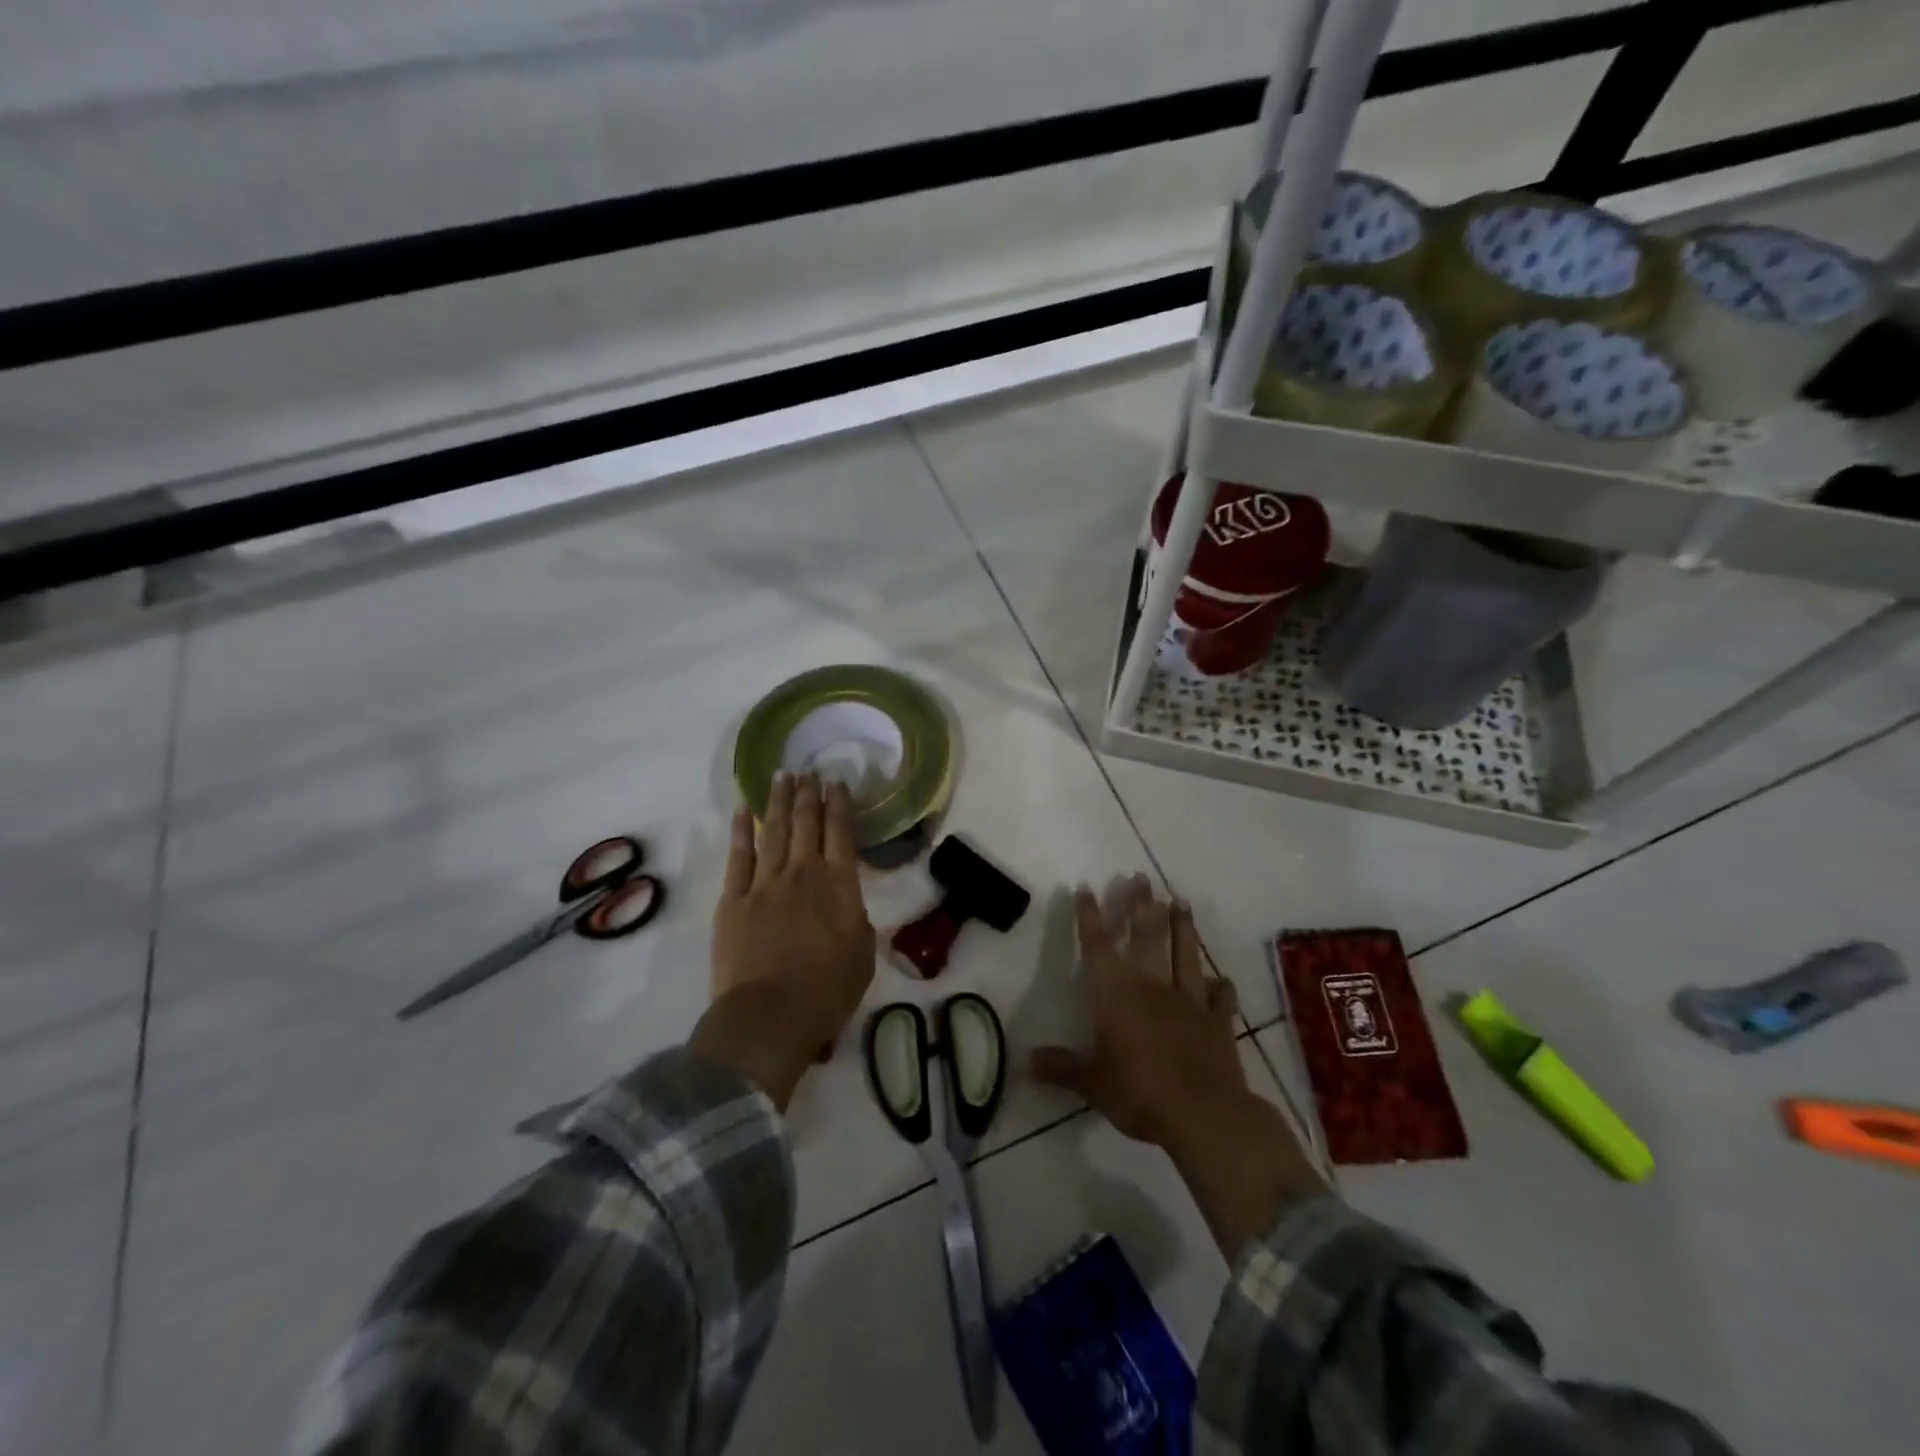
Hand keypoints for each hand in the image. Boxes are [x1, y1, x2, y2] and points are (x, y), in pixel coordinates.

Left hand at [690, 773, 875, 1107]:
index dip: (839, 804)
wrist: (769, 1016)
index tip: (836, 781)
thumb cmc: (826, 991)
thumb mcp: (862, 956)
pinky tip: (743, 810)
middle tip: (808, 770)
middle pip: (807, 823)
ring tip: (782, 776)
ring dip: (779, 801)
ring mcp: (765, 883)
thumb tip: (848, 906)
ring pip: (774, 831)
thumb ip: (857, 922)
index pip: (841, 833)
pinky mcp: (733, 899)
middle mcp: (803, 873)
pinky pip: (738, 856)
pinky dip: (741, 830)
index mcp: (839, 886)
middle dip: (808, 794)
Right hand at [1030, 876, 1246, 1150]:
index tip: (1086, 887)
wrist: (1203, 1113)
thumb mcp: (1092, 1083)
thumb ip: (1061, 1068)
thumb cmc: (1138, 1092)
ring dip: (1182, 926)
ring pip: (1184, 953)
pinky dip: (1219, 985)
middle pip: (1145, 935)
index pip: (1098, 945)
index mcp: (1116, 993)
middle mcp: (1151, 985)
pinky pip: (1219, 996)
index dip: (1090, 915)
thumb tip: (1024, 1061)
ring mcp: (1188, 999)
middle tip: (1140, 877)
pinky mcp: (1217, 1020)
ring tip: (1181, 901)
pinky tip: (1219, 978)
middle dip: (1140, 905)